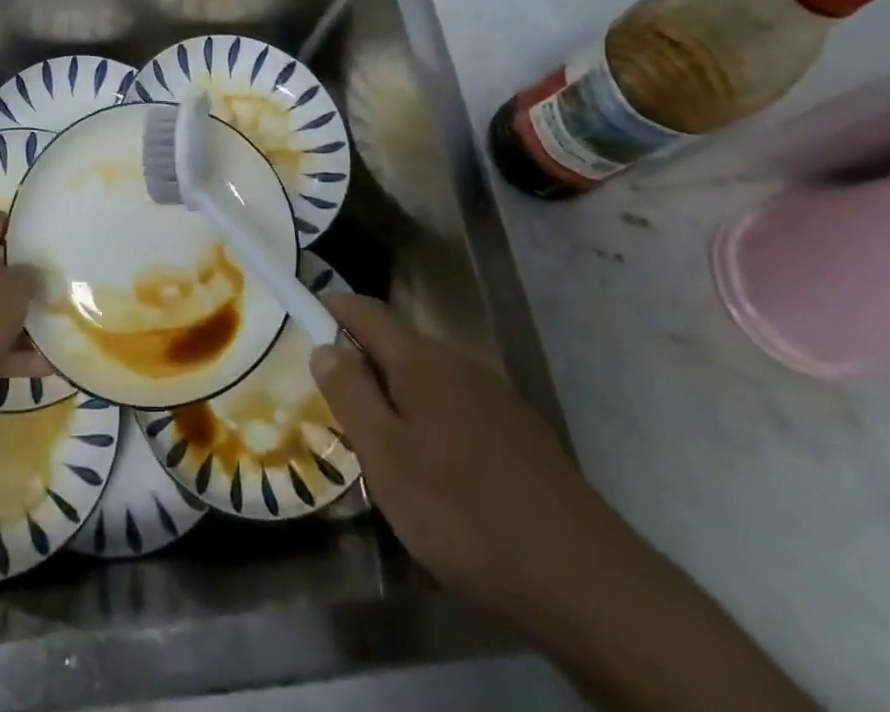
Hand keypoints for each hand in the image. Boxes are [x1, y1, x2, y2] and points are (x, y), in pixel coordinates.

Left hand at [0, 211, 49, 411]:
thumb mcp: (14, 286)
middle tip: (61, 289)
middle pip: (0, 272)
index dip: (22, 227)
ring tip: (64, 333)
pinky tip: (48, 367)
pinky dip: (15, 358)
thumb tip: (33, 276)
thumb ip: (31, 278)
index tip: (48, 238)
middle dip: (27, 284)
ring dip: (25, 327)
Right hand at [311, 294, 624, 621]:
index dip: (332, 308)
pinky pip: (458, 415)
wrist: (585, 581)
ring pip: (429, 385)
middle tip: (337, 411)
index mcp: (422, 361)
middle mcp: (460, 365)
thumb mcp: (387, 457)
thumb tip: (324, 345)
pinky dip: (432, 430)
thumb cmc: (464, 512)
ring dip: (398, 404)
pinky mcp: (521, 437)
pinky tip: (437, 482)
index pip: (366, 310)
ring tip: (382, 455)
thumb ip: (350, 394)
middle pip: (398, 348)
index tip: (304, 321)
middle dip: (363, 368)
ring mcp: (497, 400)